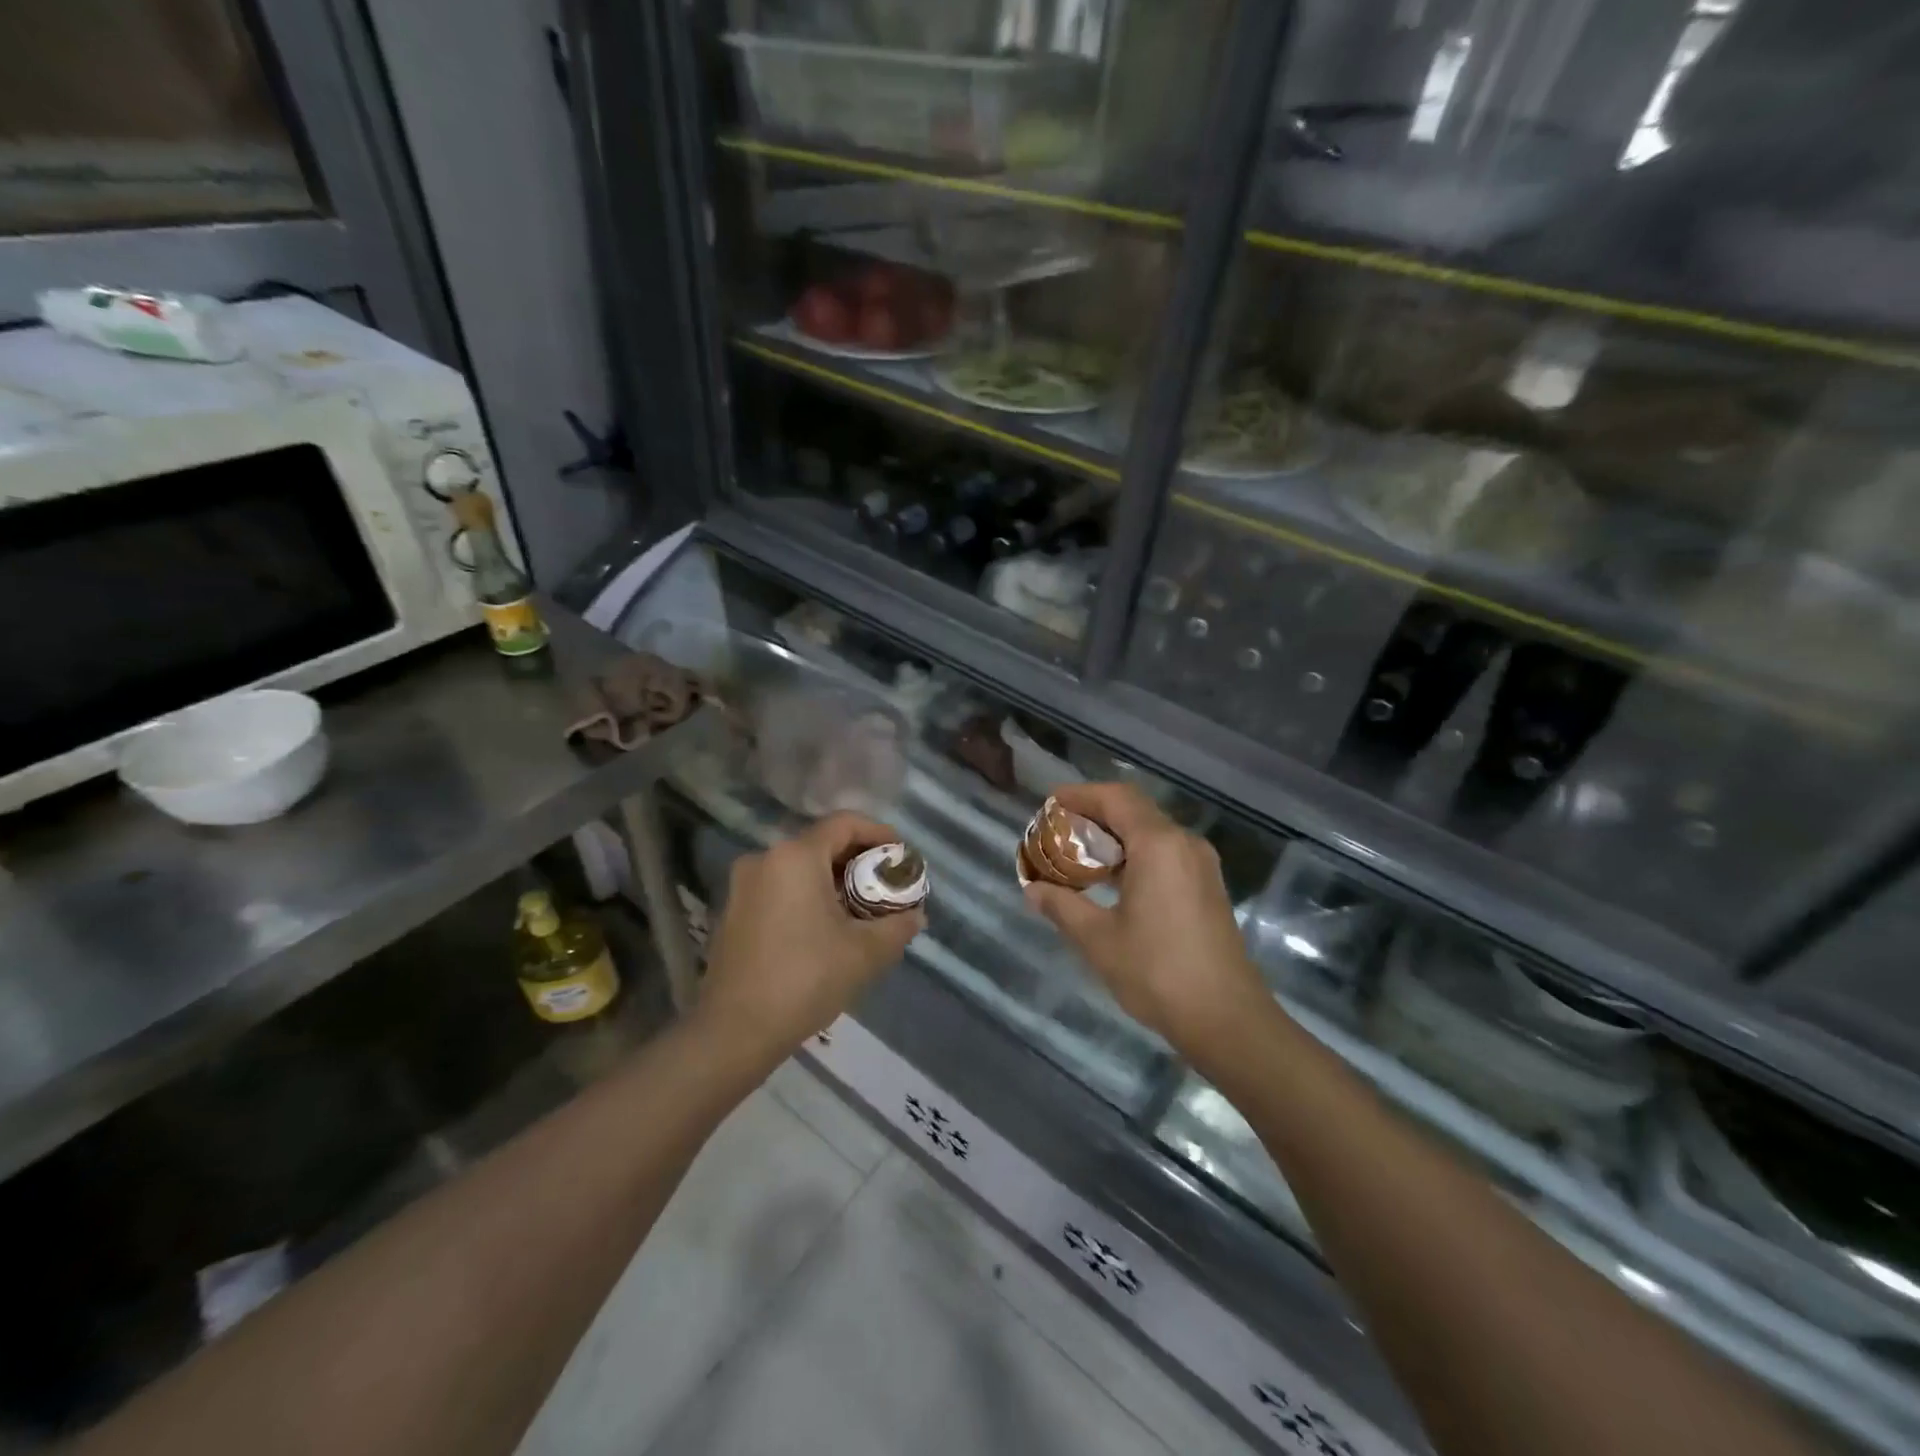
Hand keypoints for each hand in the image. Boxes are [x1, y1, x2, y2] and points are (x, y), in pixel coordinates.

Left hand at [696, 812, 923, 1062]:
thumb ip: (897, 926)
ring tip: (862, 909)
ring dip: (833, 881)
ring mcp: (742, 886)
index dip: (879, 834)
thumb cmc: (805, 979)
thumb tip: (915, 915)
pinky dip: (807, 896)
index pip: (845, 823)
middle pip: (822, 844)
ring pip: (799, 868)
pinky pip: (780, 888)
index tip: (901, 857)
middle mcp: (764, 859)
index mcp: (795, 856)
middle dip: (859, 861)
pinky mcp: (732, 912)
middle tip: (886, 886)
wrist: (734, 1031)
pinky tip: (826, 927)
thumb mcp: (865, 952)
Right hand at [1023, 783, 1266, 1055]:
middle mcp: (1184, 844)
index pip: (1115, 798)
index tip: (1050, 804)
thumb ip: (1062, 906)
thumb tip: (1033, 889)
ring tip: (1078, 855)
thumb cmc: (1157, 973)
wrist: (1227, 1020)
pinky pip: (1166, 853)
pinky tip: (1112, 880)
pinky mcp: (1208, 887)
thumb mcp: (1098, 939)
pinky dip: (1135, 854)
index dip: (1080, 795)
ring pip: (1151, 832)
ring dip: (1115, 836)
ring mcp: (1201, 865)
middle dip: (1095, 814)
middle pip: (1134, 810)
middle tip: (1058, 831)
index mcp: (1159, 845)